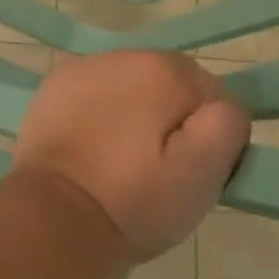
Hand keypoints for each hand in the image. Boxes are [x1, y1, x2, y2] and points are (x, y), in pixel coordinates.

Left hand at [11, 50, 250, 261]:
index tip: (189, 170)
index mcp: (164, 70)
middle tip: (156, 171)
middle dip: (170, 120)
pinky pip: (95, 94)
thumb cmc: (132, 203)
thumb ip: (226, 126)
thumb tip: (220, 108)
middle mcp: (124, 55)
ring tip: (121, 163)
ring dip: (134, 114)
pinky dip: (99, 114)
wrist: (51, 223)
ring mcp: (83, 69)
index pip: (209, 93)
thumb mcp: (201, 175)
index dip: (207, 134)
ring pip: (131, 87)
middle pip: (168, 85)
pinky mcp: (53, 88)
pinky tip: (92, 149)